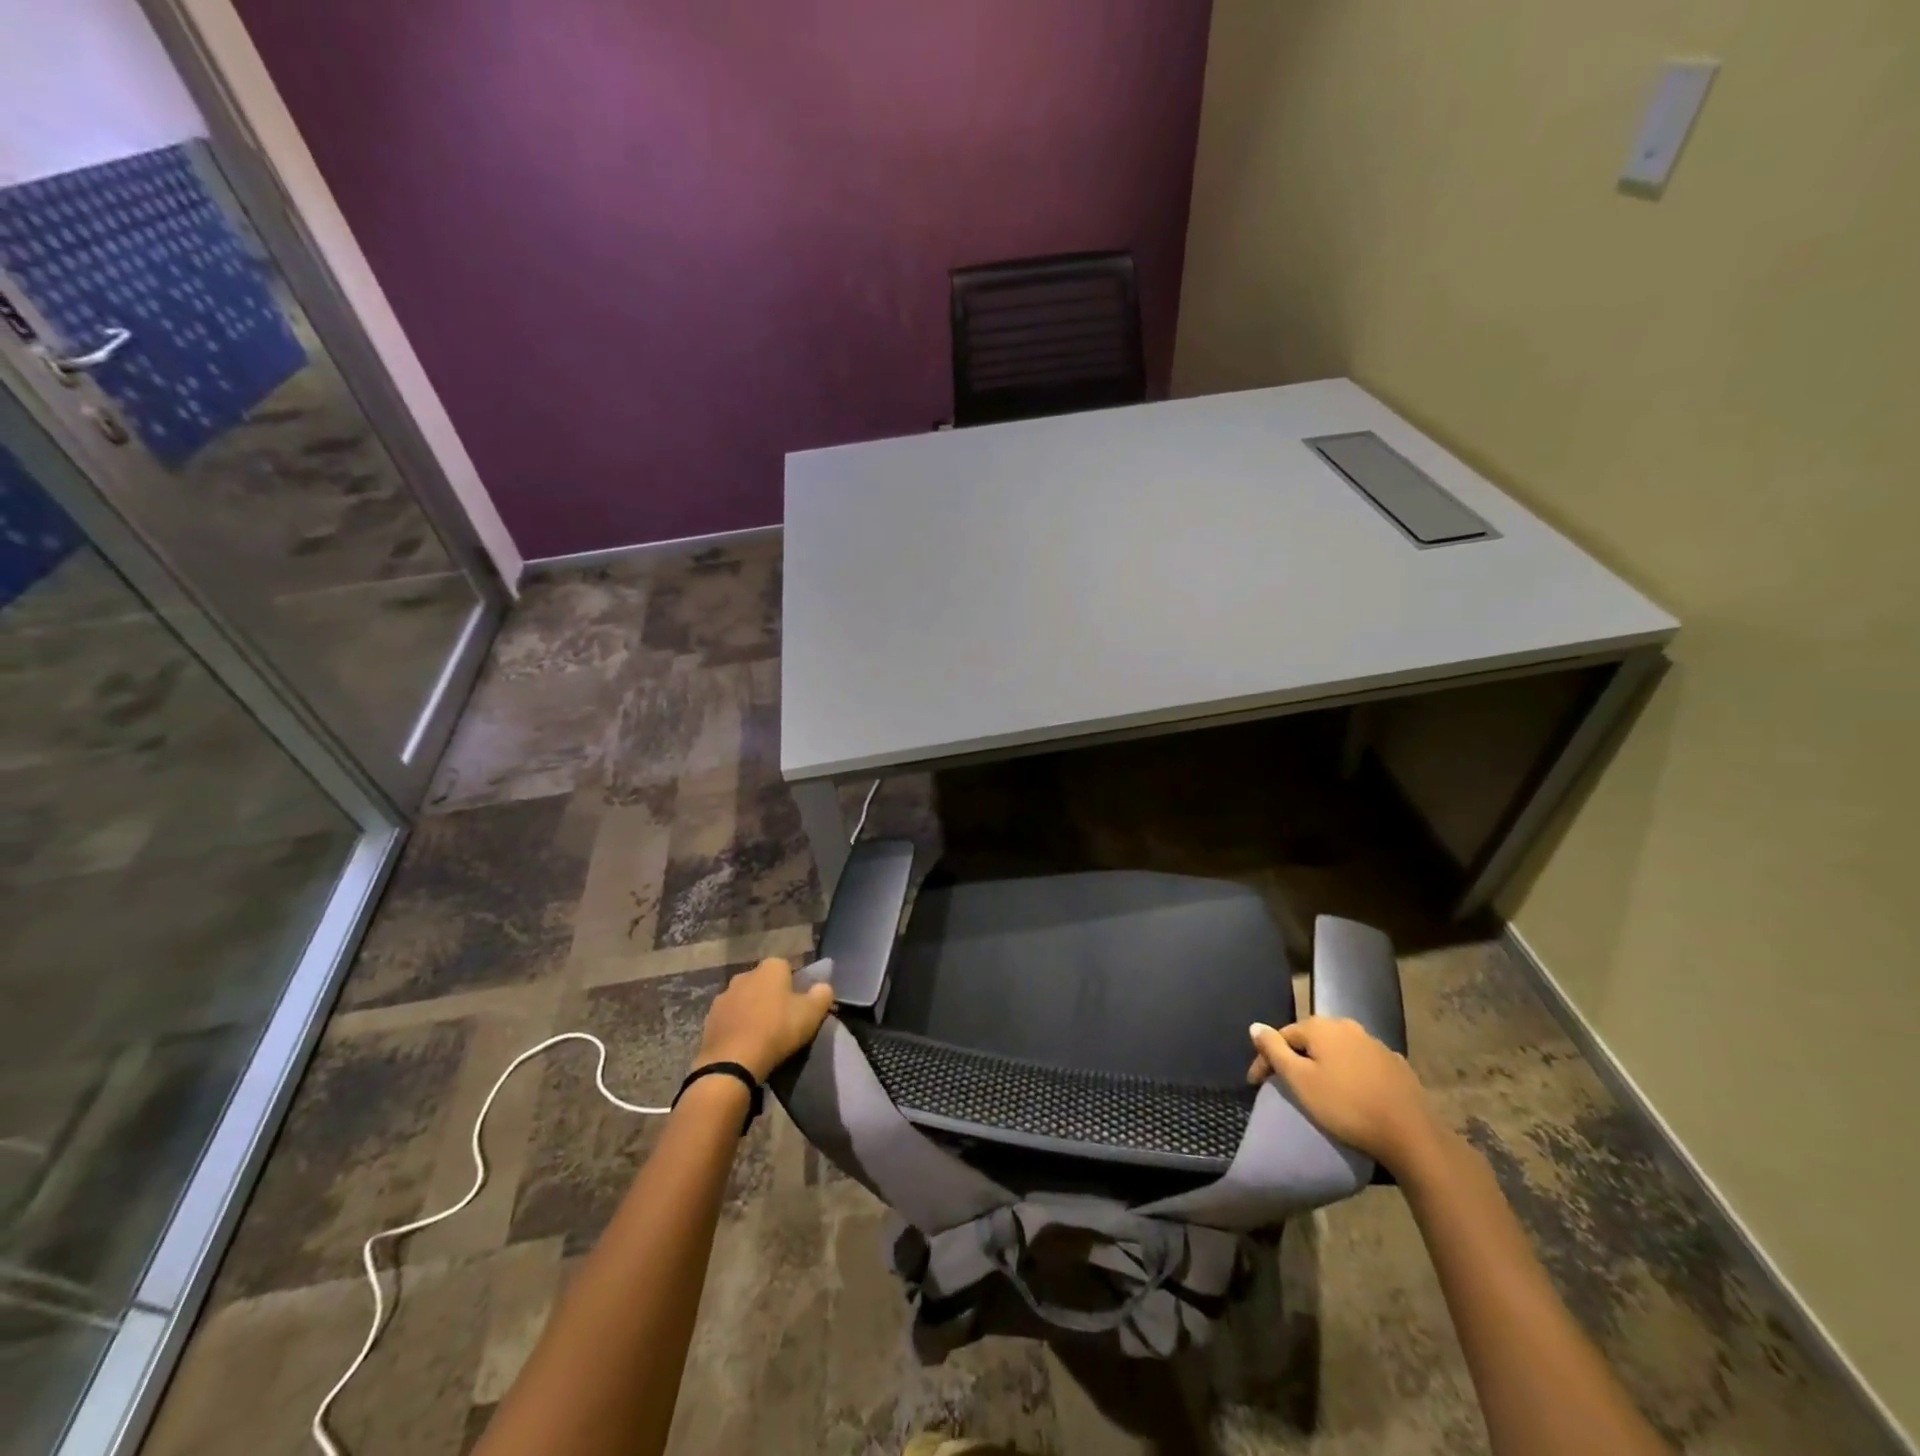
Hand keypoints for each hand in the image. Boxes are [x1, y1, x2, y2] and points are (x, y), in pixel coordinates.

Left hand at [696, 957, 834, 1080]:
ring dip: (752, 1011)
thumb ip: (822, 995)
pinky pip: (729, 1018)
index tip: (798, 1005)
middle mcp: (745, 974)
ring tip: (761, 1034)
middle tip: (782, 1019)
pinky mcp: (709, 1019)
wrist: (733, 1062)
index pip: (786, 967)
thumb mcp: (812, 1013)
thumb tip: (823, 987)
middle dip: (771, 995)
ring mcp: (724, 996)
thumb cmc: (777, 1030)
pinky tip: (744, 1044)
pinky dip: (736, 1026)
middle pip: (763, 982)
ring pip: (744, 999)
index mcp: (770, 968)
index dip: (793, 985)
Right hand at [1248, 1016, 1439, 1171]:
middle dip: (1295, 1057)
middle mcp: (1347, 1026)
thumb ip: (1274, 1050)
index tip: (1256, 1084)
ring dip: (1323, 1063)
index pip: (1282, 1036)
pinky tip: (1351, 1088)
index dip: (1266, 1059)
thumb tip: (1255, 1026)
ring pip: (1337, 1049)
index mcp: (1321, 1027)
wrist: (1411, 1134)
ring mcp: (1375, 1043)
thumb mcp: (1300, 1080)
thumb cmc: (1346, 1106)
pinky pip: (1361, 1062)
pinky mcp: (1395, 1064)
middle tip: (1286, 1083)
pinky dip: (1349, 1071)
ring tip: (1318, 1086)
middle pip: (1310, 1039)